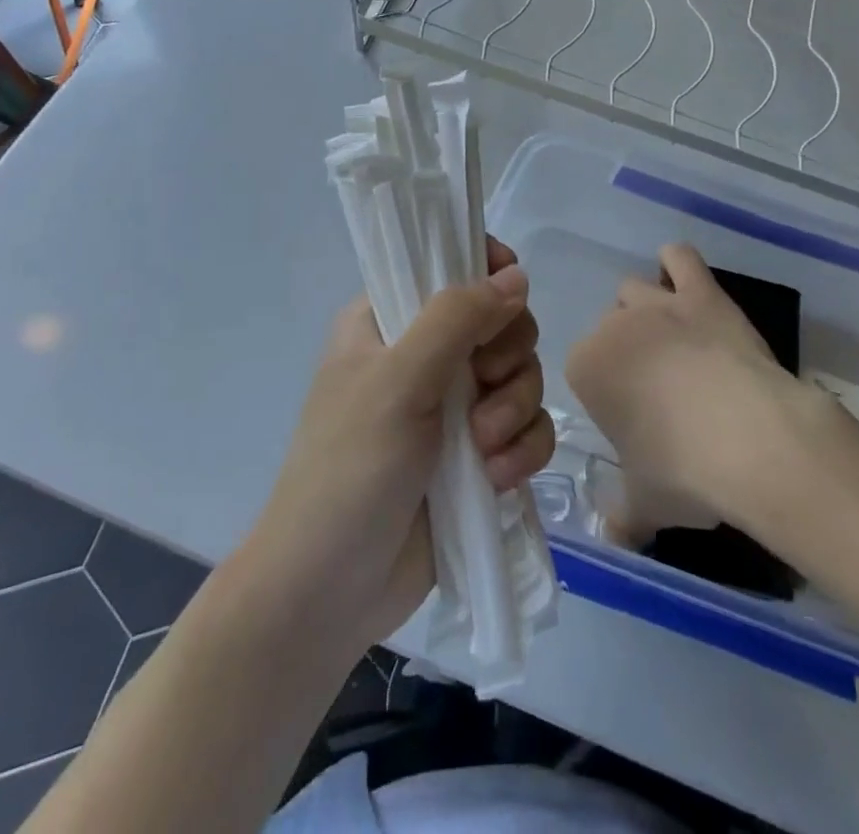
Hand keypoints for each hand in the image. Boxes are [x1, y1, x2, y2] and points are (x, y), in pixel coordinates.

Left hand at [238, 239, 555, 656]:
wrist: (330, 593)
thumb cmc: (349, 470)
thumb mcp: (399, 381)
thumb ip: (457, 319)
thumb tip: (517, 275)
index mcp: (389, 320)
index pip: (448, 265)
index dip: (488, 271)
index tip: (510, 296)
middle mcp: (425, 355)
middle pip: (501, 321)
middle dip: (506, 355)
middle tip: (482, 384)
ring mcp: (454, 406)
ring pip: (522, 375)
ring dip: (514, 410)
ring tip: (484, 449)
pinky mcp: (479, 455)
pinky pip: (528, 428)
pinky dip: (522, 450)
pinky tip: (497, 479)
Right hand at [567, 243, 841, 545]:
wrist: (749, 439)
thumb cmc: (683, 472)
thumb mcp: (645, 505)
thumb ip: (622, 515)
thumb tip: (613, 533)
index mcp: (587, 367)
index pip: (583, 368)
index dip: (605, 392)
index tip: (630, 419)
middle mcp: (614, 326)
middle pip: (610, 326)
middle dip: (627, 349)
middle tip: (657, 387)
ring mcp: (660, 304)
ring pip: (636, 289)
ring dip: (646, 309)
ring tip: (672, 341)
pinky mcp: (703, 293)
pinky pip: (679, 257)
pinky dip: (677, 264)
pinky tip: (684, 282)